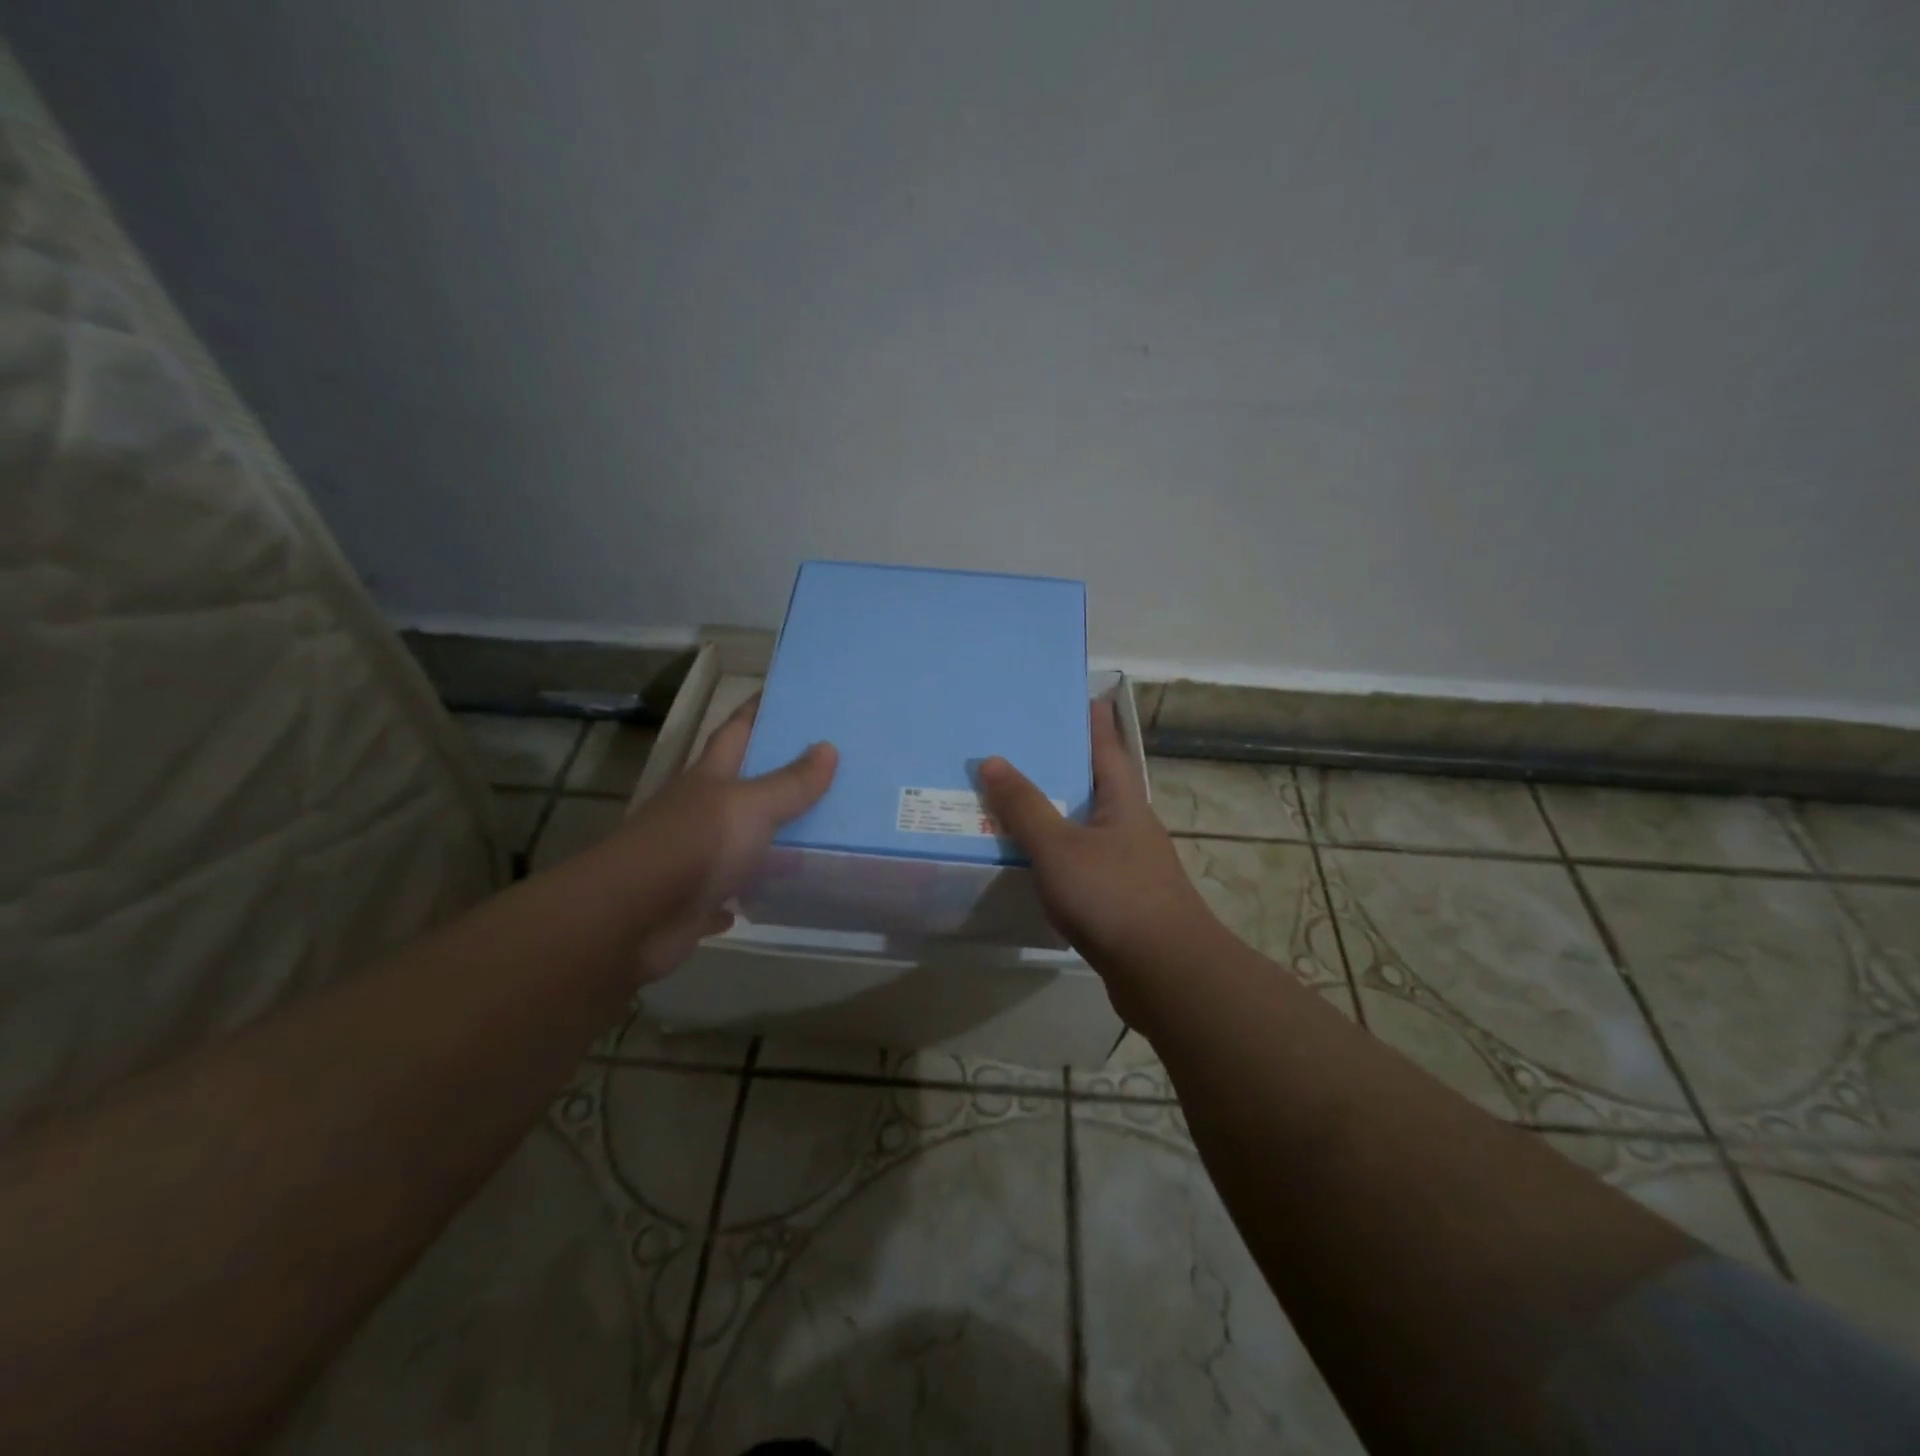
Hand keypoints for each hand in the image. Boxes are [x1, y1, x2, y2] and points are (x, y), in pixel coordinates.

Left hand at [611, 695, 836, 981]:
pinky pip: (726, 893)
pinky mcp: (691, 902)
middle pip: (738, 785)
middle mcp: (698, 812)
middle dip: (772, 776)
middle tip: (821, 767)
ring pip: (736, 841)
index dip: (756, 711)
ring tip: (813, 833)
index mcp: (710, 778)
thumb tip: (828, 747)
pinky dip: (744, 893)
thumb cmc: (695, 845)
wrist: (631, 918)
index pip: (735, 731)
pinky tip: (769, 894)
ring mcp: (692, 857)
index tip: (783, 695)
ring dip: (764, 839)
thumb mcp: (752, 806)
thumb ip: (790, 782)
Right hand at [979, 699, 1219, 983]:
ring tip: (1012, 798)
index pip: (1106, 744)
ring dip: (1054, 810)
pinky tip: (1029, 858)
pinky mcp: (1119, 898)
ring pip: (1084, 824)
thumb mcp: (1059, 846)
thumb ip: (1024, 806)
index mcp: (1123, 800)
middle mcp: (1129, 824)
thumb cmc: (1113, 896)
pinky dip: (1055, 851)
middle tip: (1017, 745)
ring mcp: (1128, 863)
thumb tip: (992, 760)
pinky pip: (1080, 860)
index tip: (1070, 693)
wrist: (1164, 973)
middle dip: (1060, 763)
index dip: (1090, 717)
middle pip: (1094, 782)